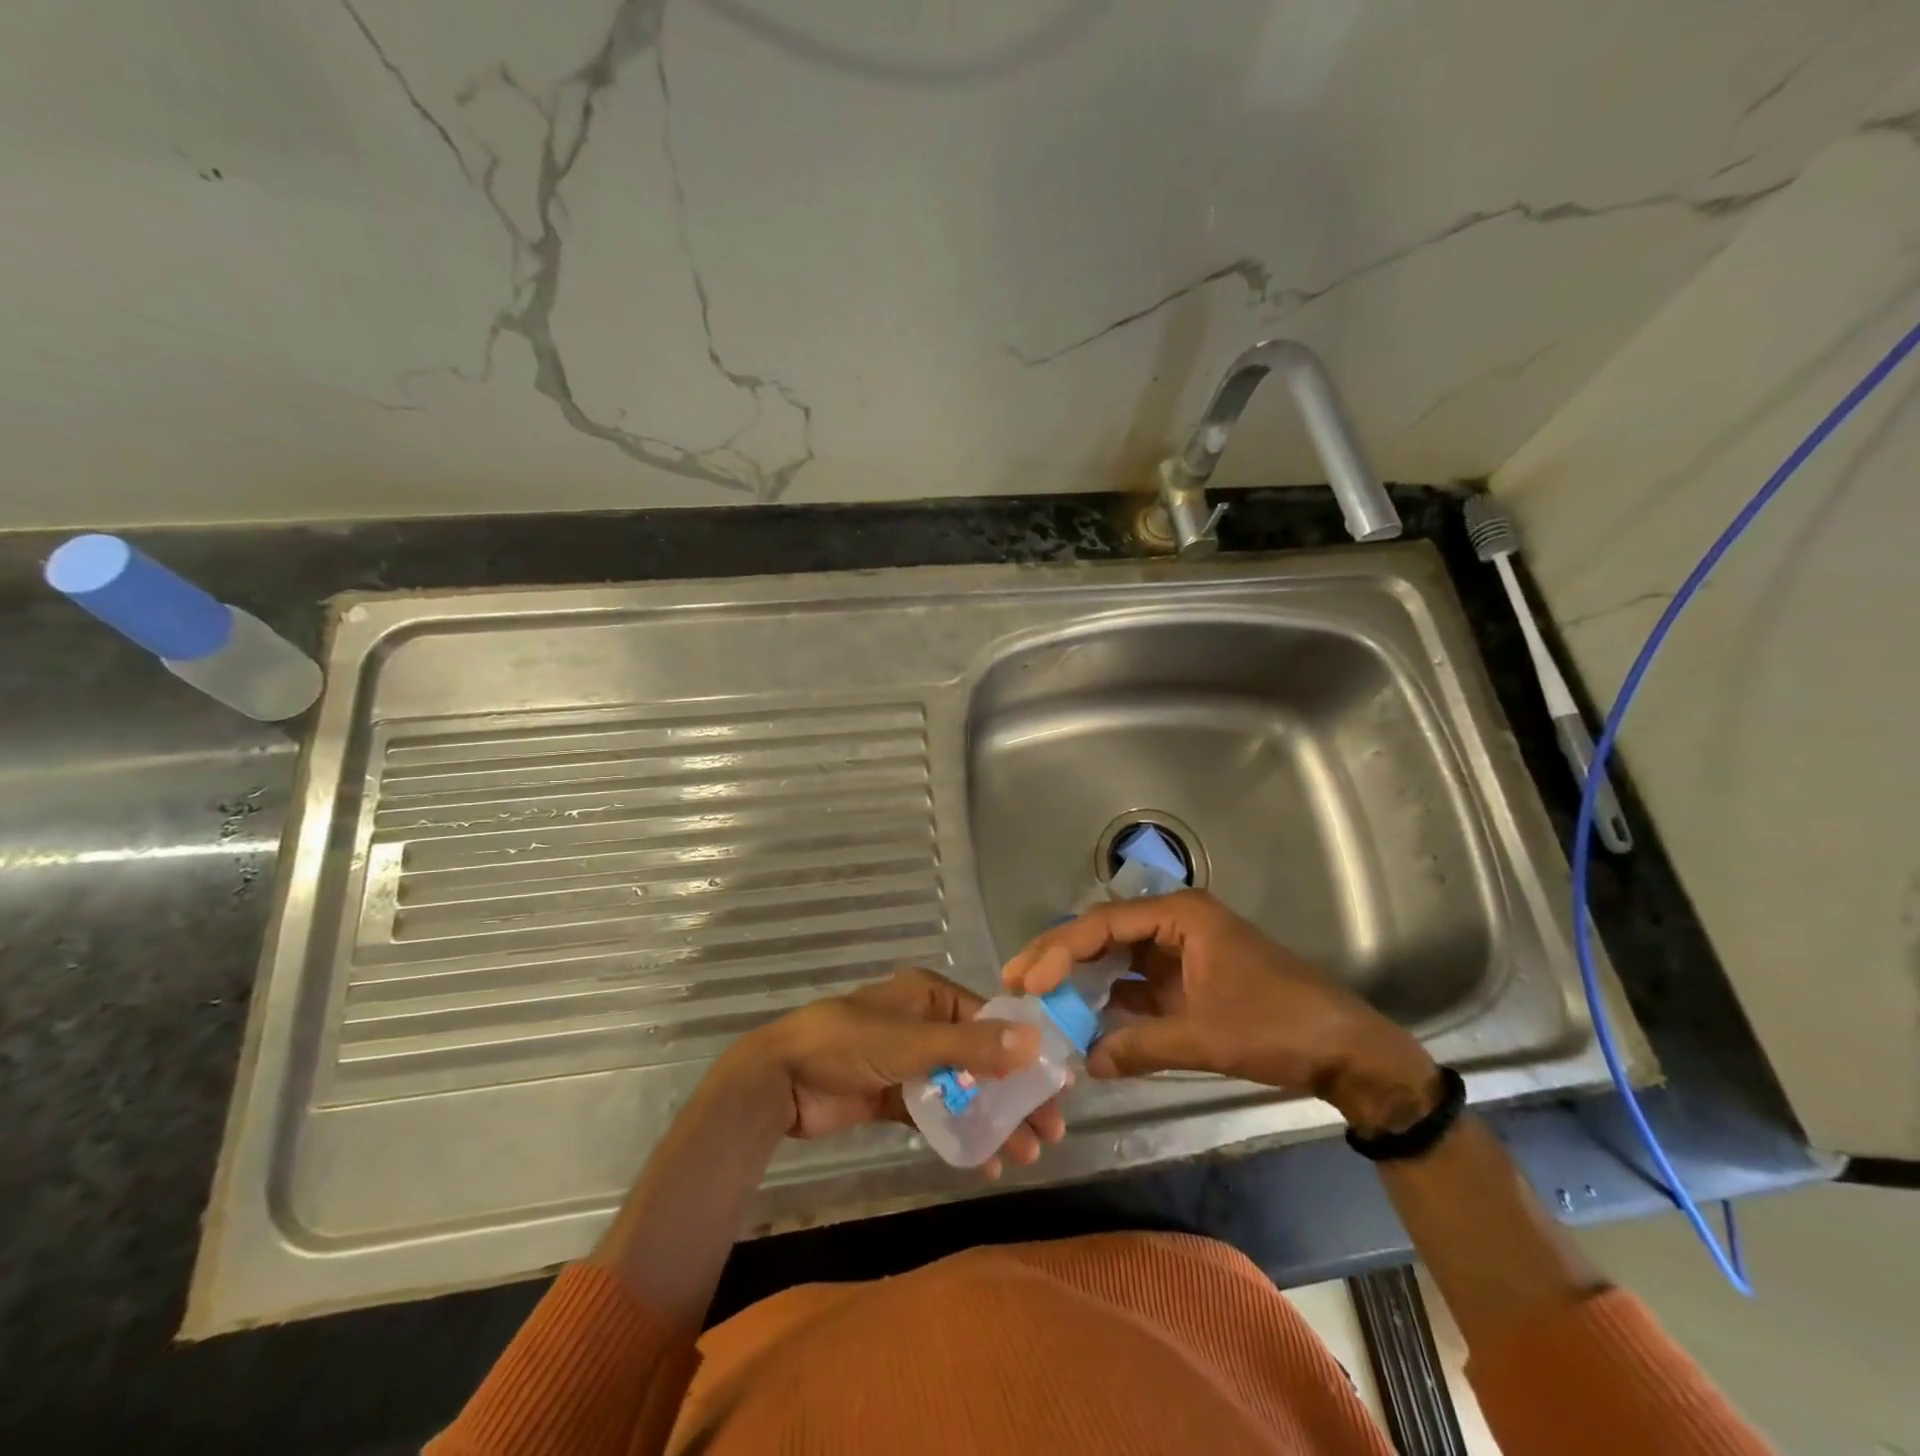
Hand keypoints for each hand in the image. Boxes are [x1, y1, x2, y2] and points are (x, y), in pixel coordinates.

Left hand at [719, 967, 1067, 1177]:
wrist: (778, 1081)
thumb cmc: (847, 1045)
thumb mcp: (912, 1042)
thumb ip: (972, 1046)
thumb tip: (1036, 1042)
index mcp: (929, 995)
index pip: (990, 1021)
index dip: (1024, 1053)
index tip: (1056, 1087)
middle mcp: (923, 1024)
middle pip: (981, 1058)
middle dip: (1013, 1095)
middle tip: (1049, 1132)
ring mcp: (907, 1061)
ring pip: (962, 1089)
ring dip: (992, 1119)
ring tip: (1024, 1154)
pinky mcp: (892, 1095)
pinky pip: (936, 1113)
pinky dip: (959, 1133)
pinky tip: (984, 1161)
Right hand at [1001, 890, 1440, 1135]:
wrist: (1347, 1052)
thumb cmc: (1279, 1026)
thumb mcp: (1206, 1036)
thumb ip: (1140, 1046)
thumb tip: (1086, 1061)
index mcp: (1180, 916)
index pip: (1104, 924)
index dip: (1060, 951)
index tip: (1029, 982)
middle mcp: (1175, 924)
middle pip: (1104, 933)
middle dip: (1060, 957)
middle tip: (1017, 982)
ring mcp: (1182, 952)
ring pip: (1118, 958)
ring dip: (1082, 978)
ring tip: (1039, 1000)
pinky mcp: (1189, 980)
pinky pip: (1138, 984)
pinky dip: (1111, 1001)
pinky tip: (1084, 1020)